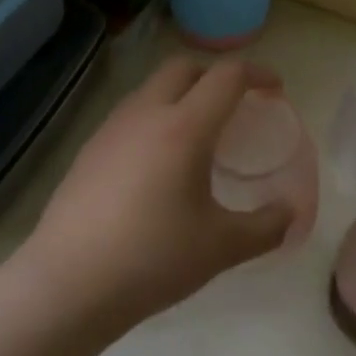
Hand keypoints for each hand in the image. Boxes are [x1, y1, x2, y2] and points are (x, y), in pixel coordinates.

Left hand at [11, 57, 293, 339]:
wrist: (66, 287)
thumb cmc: (153, 259)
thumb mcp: (223, 247)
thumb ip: (267, 226)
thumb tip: (290, 214)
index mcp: (185, 127)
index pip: (227, 76)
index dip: (257, 74)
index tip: (275, 89)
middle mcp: (146, 114)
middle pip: (184, 68)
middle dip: (216, 76)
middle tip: (236, 106)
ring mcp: (110, 130)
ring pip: (152, 89)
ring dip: (182, 95)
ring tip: (198, 135)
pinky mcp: (88, 151)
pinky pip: (131, 115)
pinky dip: (155, 119)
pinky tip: (158, 164)